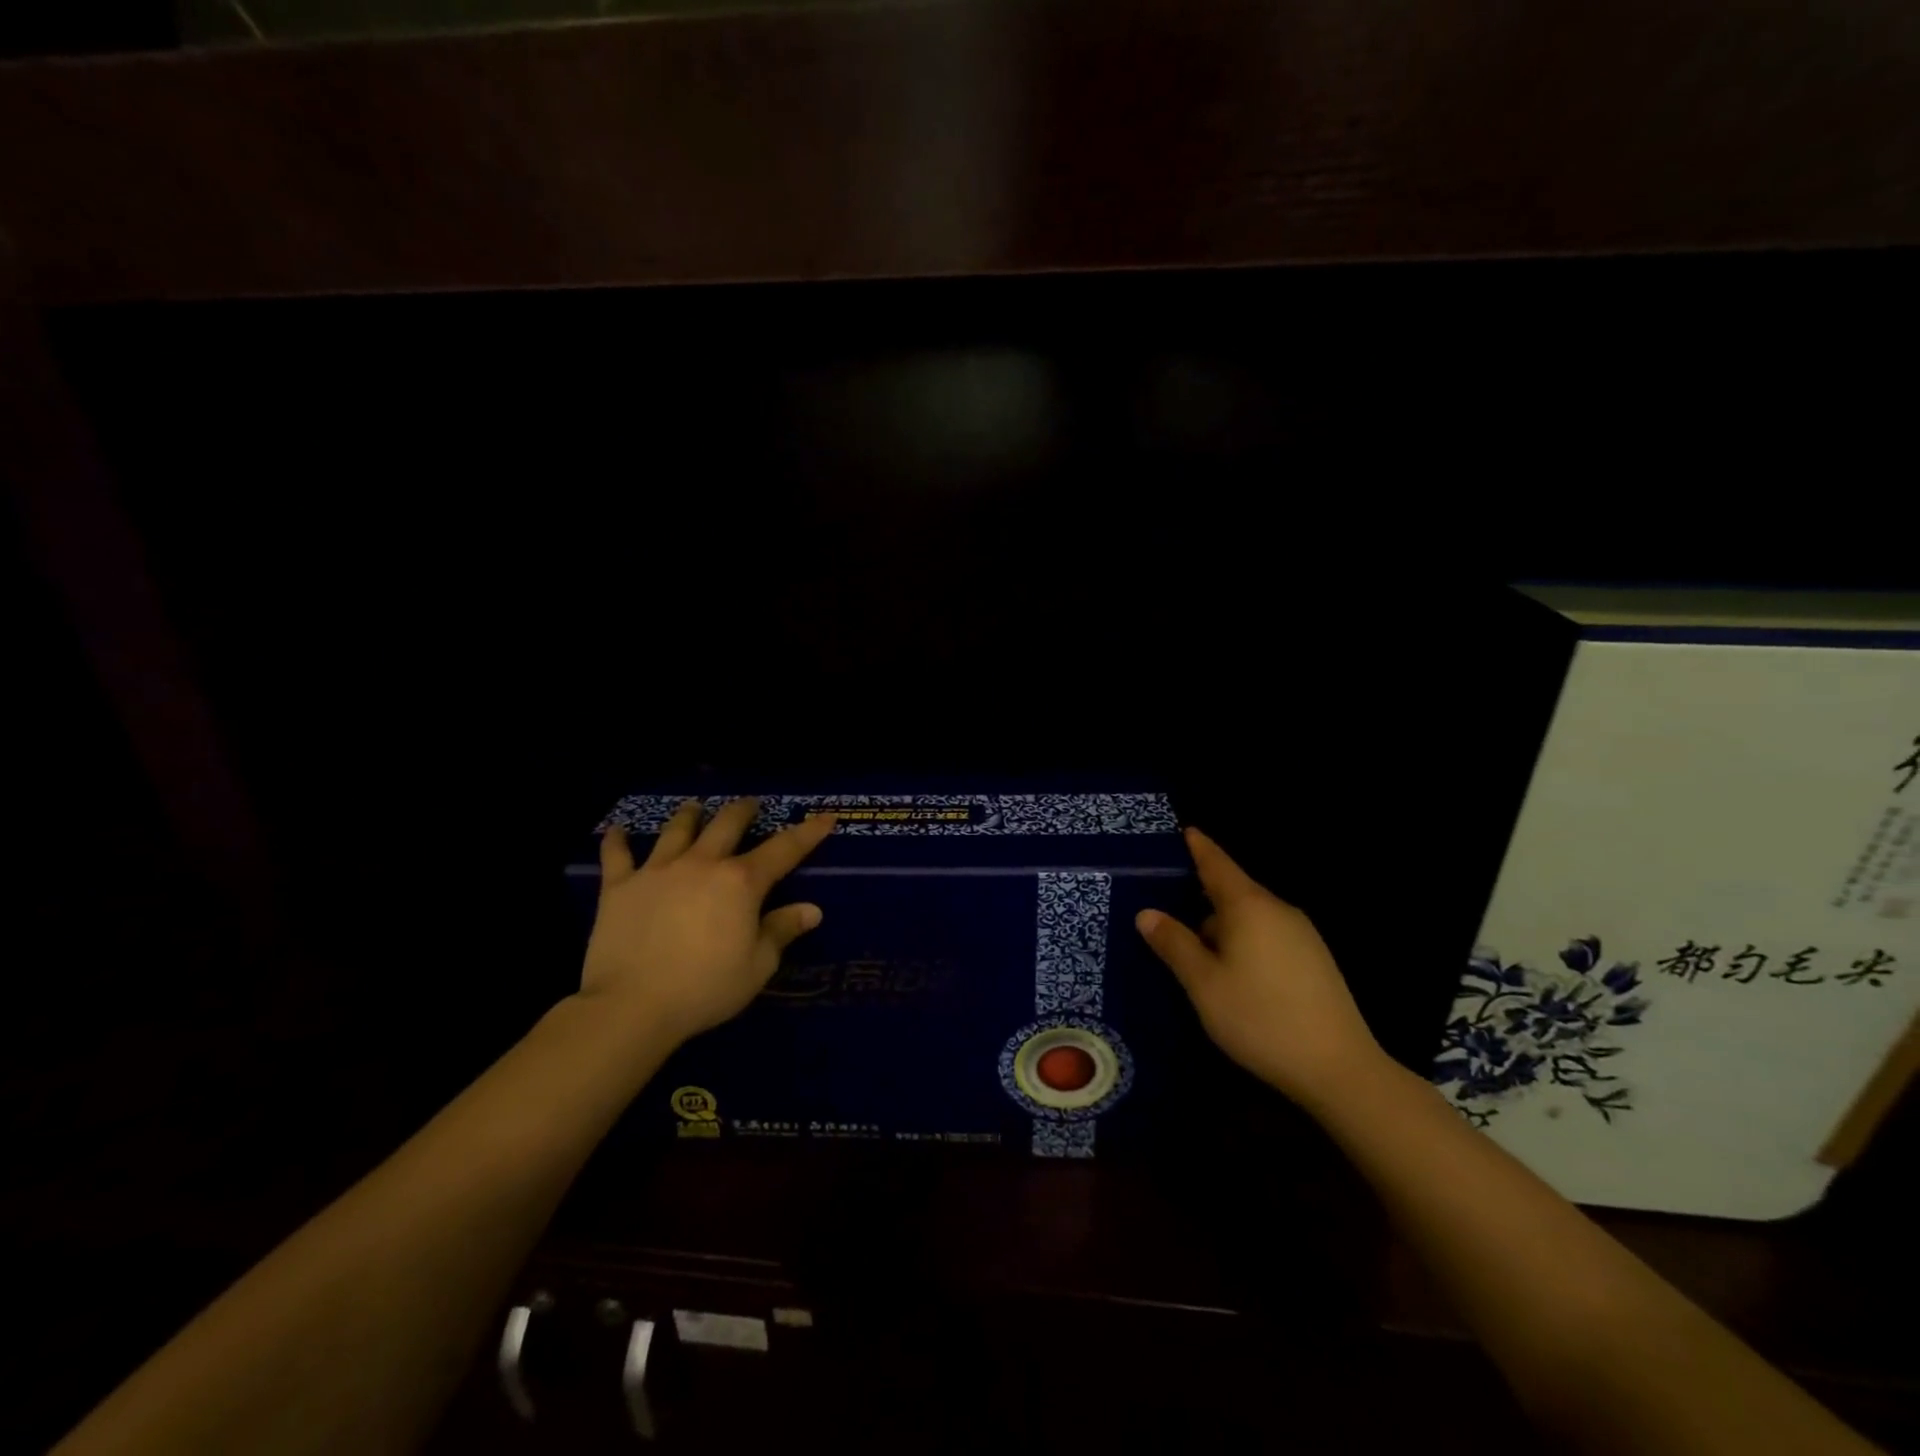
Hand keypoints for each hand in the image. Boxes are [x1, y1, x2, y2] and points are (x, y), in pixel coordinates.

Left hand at [581, 798, 835, 1042]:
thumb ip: (782, 931)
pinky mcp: (621, 886)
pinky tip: (617, 831)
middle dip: (743, 810)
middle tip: (750, 804)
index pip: (784, 850)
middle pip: (727, 824)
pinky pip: (617, 856)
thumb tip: (812, 909)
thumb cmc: (705, 988)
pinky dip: (618, 841)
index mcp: (741, 882)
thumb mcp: (757, 966)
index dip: (807, 833)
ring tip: (695, 806)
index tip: (825, 817)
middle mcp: (703, 864)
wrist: (632, 1005)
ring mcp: (658, 870)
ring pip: (678, 830)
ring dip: (690, 815)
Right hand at [1136, 827, 1383, 1108]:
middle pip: (1233, 892)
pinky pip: (1268, 936)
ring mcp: (1302, 935)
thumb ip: (1174, 944)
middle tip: (1169, 911)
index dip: (1199, 847)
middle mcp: (1278, 910)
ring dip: (1222, 928)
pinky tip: (1234, 975)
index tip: (1185, 830)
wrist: (1339, 1069)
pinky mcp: (1315, 960)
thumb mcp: (1204, 983)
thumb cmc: (1260, 1018)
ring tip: (1196, 954)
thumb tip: (1147, 913)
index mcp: (1249, 906)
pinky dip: (1244, 943)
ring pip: (1250, 918)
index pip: (1217, 864)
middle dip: (1202, 899)